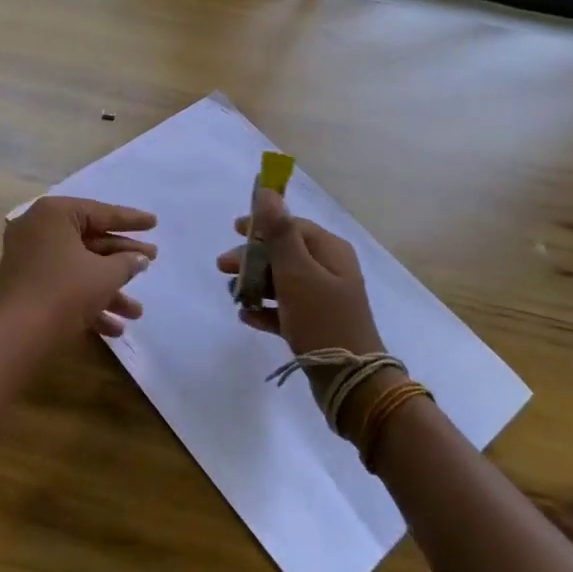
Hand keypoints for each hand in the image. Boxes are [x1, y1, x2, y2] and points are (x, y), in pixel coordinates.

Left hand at [0, 197, 155, 338]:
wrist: (16, 337)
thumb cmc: (65, 292)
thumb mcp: (104, 276)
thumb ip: (126, 263)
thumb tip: (140, 258)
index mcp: (54, 214)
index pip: (100, 212)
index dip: (130, 220)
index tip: (154, 223)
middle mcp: (37, 229)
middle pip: (89, 240)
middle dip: (122, 259)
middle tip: (152, 261)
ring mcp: (28, 258)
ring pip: (78, 267)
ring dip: (108, 289)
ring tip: (137, 313)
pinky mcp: (25, 285)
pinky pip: (63, 284)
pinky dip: (87, 301)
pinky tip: (114, 329)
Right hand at [216, 188, 382, 359]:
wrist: (350, 381)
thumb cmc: (321, 318)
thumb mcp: (296, 271)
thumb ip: (279, 231)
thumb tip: (267, 191)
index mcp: (330, 251)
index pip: (292, 225)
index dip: (263, 225)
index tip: (233, 230)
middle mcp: (329, 270)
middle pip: (283, 253)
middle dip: (252, 258)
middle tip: (222, 268)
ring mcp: (323, 299)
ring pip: (281, 282)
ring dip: (254, 284)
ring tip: (232, 296)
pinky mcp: (315, 325)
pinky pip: (284, 310)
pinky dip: (265, 310)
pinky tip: (246, 317)